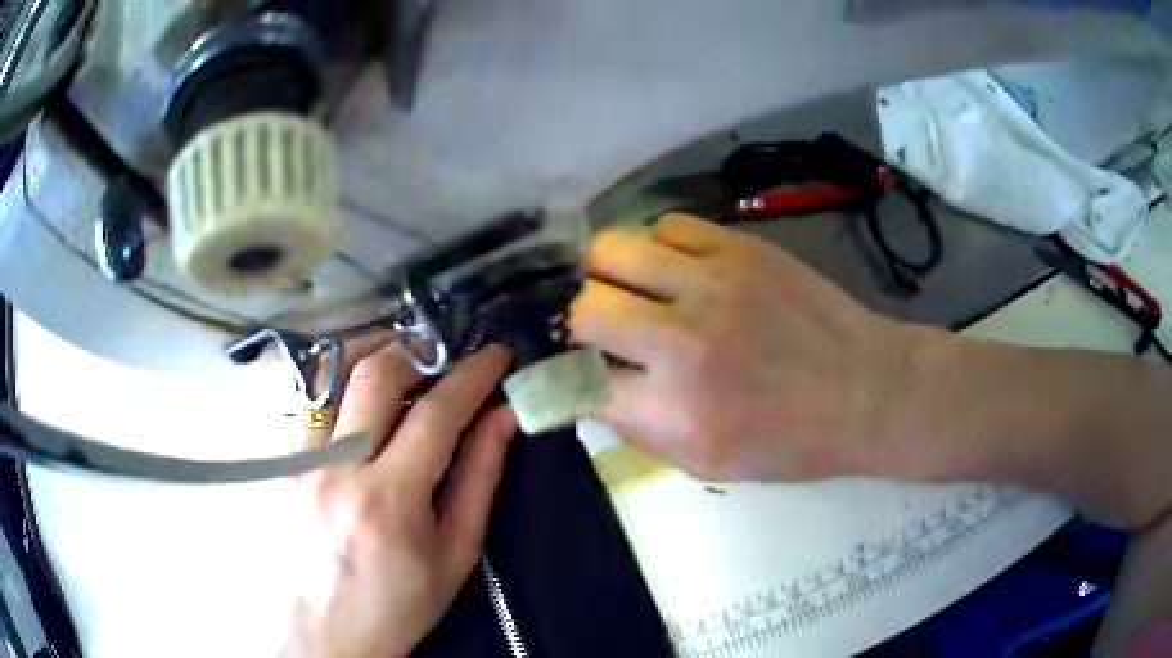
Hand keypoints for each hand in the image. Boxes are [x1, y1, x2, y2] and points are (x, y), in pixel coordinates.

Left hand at [285, 339, 515, 657]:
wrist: (325, 631)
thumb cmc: (398, 604)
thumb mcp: (455, 553)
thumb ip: (480, 477)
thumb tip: (503, 416)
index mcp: (389, 503)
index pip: (436, 415)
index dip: (473, 375)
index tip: (497, 355)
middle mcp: (336, 471)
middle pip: (376, 375)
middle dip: (421, 351)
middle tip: (449, 356)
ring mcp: (298, 462)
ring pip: (332, 373)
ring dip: (375, 352)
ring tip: (407, 360)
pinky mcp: (280, 462)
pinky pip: (311, 399)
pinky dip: (342, 381)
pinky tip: (363, 393)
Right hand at [569, 214, 922, 481]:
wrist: (866, 390)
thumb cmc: (791, 442)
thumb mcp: (709, 465)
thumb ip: (641, 431)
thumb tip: (596, 390)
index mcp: (674, 410)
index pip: (581, 379)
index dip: (573, 375)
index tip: (584, 369)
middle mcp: (682, 341)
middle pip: (586, 306)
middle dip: (584, 321)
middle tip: (608, 328)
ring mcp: (711, 284)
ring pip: (613, 249)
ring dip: (611, 273)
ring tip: (634, 288)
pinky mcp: (740, 248)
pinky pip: (669, 226)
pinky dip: (660, 248)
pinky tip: (679, 269)